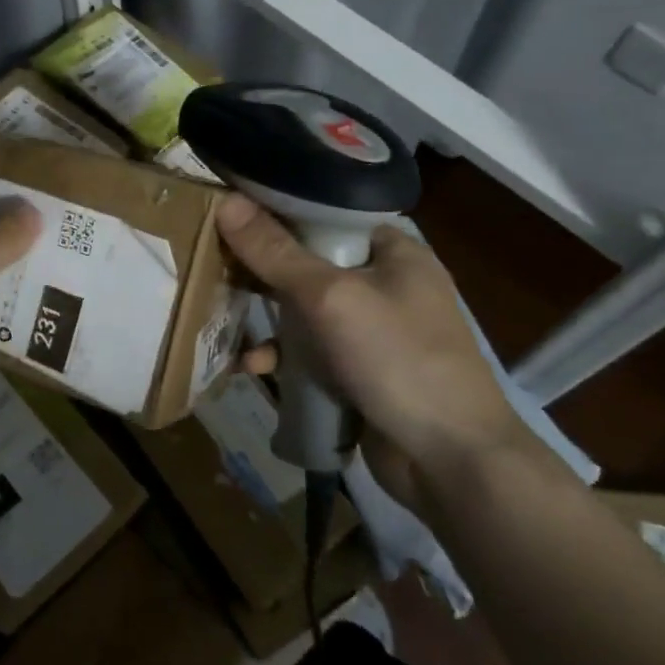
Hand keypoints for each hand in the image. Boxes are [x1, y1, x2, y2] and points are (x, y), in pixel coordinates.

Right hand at [216, 197, 532, 483]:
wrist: (450, 461)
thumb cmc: (398, 359)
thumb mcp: (331, 298)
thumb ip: (276, 252)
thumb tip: (226, 202)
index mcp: (394, 252)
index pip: (327, 216)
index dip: (278, 211)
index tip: (229, 212)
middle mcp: (385, 285)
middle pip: (309, 264)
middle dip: (261, 271)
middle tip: (214, 265)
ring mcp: (372, 332)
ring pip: (303, 312)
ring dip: (265, 320)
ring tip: (223, 322)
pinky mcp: (357, 371)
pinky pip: (309, 353)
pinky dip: (281, 357)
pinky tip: (250, 367)